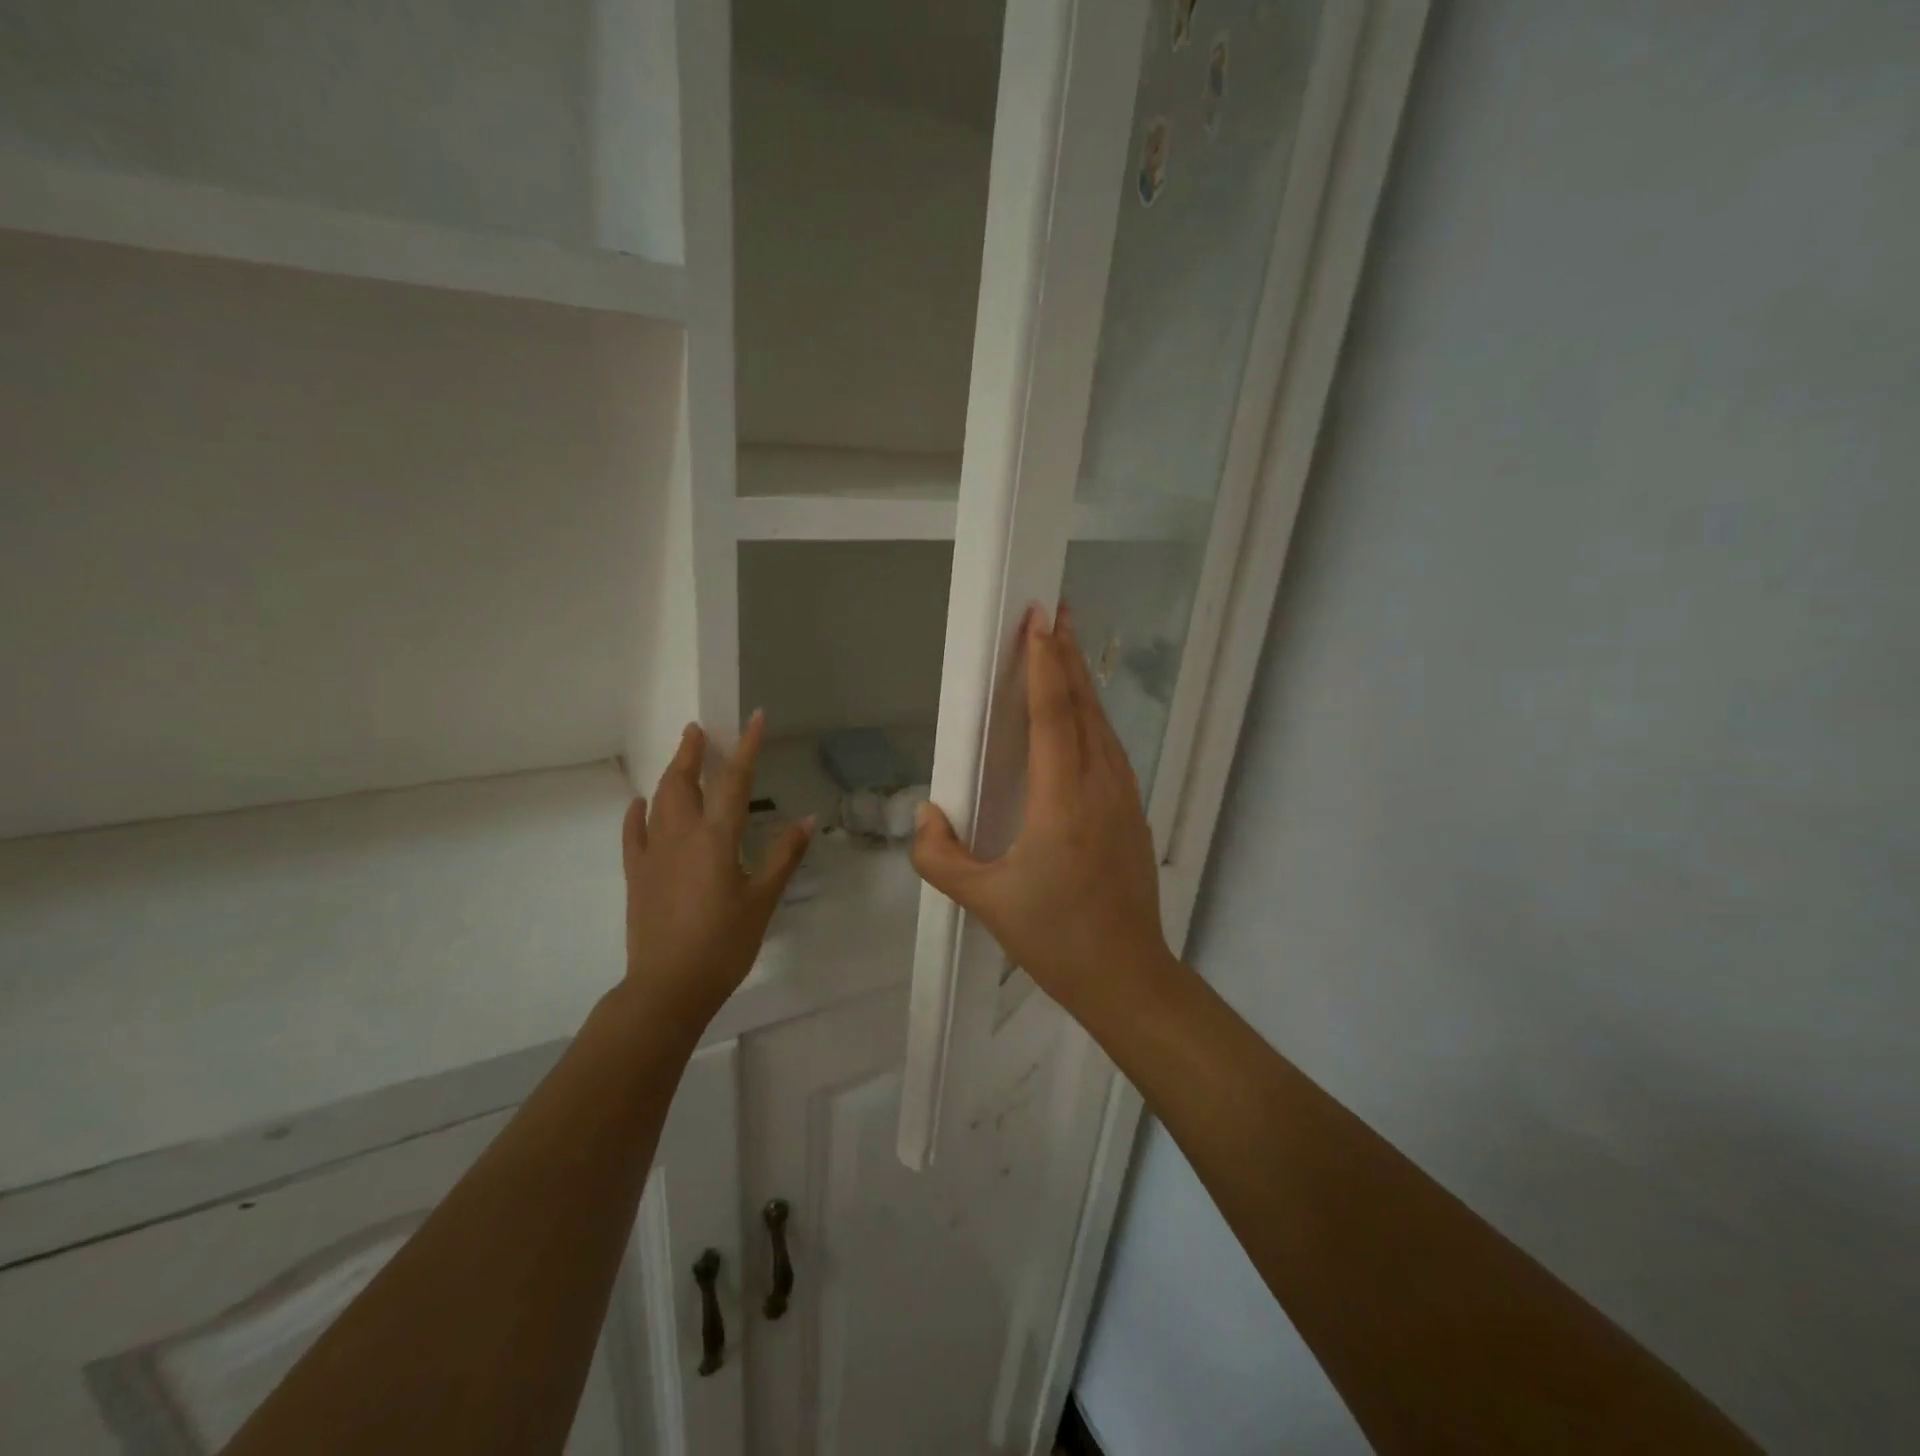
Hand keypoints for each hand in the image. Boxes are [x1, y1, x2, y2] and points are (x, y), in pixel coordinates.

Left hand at [621, 713, 812, 1022]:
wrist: (669, 986)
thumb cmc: (724, 943)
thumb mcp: (763, 900)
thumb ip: (784, 855)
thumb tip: (807, 819)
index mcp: (716, 838)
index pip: (734, 781)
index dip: (746, 746)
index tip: (754, 717)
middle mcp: (681, 836)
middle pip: (684, 782)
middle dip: (691, 752)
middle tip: (697, 730)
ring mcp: (653, 854)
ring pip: (658, 801)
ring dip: (670, 774)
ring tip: (679, 757)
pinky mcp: (637, 875)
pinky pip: (634, 834)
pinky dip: (638, 813)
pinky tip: (639, 804)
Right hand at [911, 605, 1178, 1013]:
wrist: (1126, 975)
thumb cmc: (1055, 938)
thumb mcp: (985, 902)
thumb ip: (941, 857)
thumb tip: (926, 814)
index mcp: (1062, 800)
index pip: (1053, 714)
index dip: (1044, 663)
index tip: (1038, 620)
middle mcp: (1099, 786)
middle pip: (1083, 707)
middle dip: (1066, 656)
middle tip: (1055, 611)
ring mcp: (1123, 798)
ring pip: (1101, 725)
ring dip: (1081, 683)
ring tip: (1065, 649)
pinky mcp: (1132, 813)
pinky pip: (1110, 750)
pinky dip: (1093, 718)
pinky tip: (1082, 716)